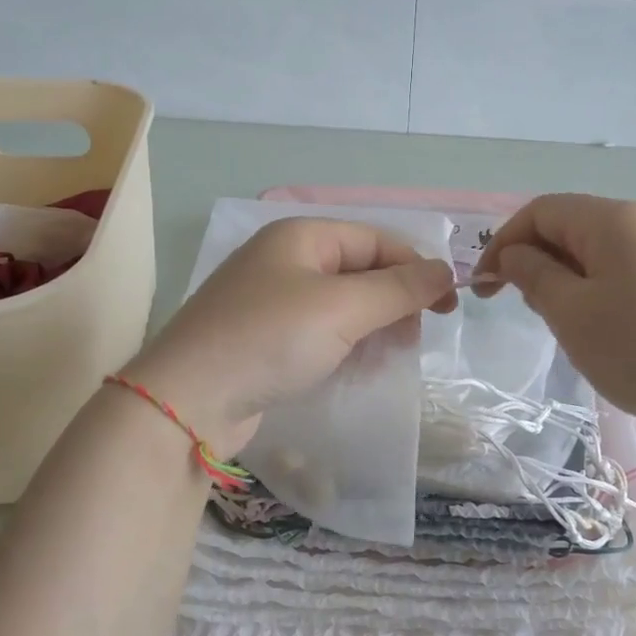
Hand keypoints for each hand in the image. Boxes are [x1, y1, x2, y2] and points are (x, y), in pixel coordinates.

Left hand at [122, 217, 455, 456]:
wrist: (187, 401)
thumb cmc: (270, 339)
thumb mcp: (343, 308)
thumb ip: (399, 288)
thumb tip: (446, 271)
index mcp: (301, 235)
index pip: (378, 241)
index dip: (418, 269)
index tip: (448, 308)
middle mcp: (285, 260)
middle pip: (361, 271)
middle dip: (394, 302)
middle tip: (415, 337)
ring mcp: (270, 300)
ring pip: (342, 305)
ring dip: (373, 327)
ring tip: (390, 356)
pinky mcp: (263, 339)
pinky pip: (319, 332)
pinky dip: (344, 346)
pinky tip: (355, 369)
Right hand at [472, 194, 635, 437]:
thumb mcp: (572, 314)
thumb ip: (534, 276)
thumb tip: (514, 254)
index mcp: (611, 220)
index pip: (540, 211)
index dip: (502, 243)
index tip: (482, 288)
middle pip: (569, 227)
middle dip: (534, 261)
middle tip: (523, 309)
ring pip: (597, 253)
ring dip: (564, 280)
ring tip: (561, 323)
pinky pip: (624, 272)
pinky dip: (597, 291)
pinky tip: (602, 330)